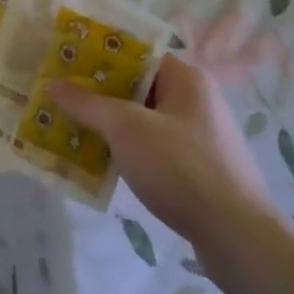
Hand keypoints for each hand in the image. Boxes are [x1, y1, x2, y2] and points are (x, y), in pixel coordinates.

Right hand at [49, 56, 284, 289]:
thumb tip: (53, 85)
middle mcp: (197, 101)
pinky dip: (130, 152)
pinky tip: (104, 164)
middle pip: (138, 87)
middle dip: (99, 93)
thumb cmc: (181, 167)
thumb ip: (87, 104)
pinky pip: (155, 150)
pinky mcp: (202, 172)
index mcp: (186, 78)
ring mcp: (201, 138)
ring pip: (144, 121)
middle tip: (63, 96)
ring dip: (112, 126)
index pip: (136, 53)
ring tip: (75, 130)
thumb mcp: (125, 128)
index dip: (99, 55)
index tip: (67, 63)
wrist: (240, 241)